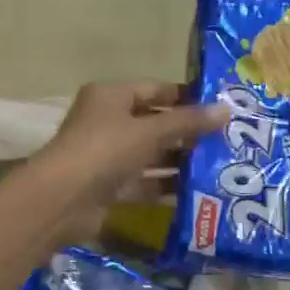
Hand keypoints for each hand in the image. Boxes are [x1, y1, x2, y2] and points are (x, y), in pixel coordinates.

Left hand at [33, 81, 226, 241]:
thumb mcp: (150, 131)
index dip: (186, 97)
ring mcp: (106, 155)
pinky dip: (164, 185)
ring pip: (150, 154)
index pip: (155, 90)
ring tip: (218, 166)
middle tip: (226, 140)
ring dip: (179, 161)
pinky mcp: (108, 186)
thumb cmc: (105, 150)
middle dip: (187, 132)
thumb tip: (226, 109)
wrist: (62, 199)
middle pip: (154, 123)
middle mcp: (107, 121)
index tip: (219, 106)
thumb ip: (188, 122)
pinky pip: (143, 181)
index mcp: (111, 96)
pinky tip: (196, 191)